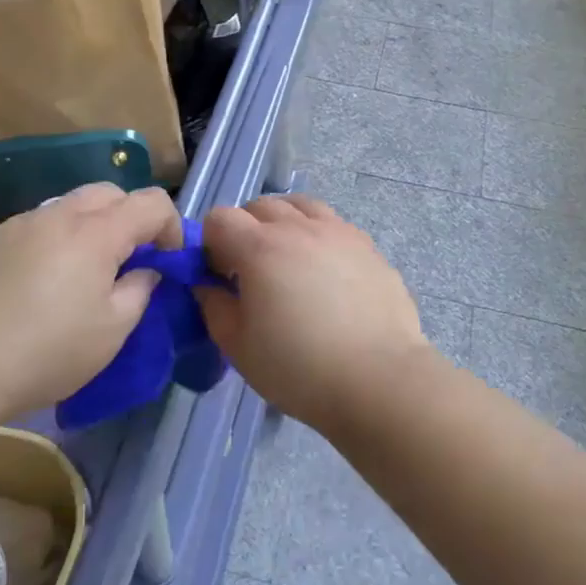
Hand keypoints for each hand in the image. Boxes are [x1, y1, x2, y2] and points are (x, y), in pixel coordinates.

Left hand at [0, 183, 179, 418]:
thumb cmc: (42, 353)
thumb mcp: (110, 333)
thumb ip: (139, 292)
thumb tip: (145, 271)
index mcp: (96, 232)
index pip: (151, 202)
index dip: (171, 225)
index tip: (168, 261)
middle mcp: (57, 215)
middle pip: (110, 192)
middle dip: (131, 217)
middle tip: (130, 261)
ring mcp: (18, 224)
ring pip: (70, 206)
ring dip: (92, 227)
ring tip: (84, 275)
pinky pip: (37, 226)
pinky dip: (55, 241)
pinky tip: (39, 285)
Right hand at [196, 194, 432, 431]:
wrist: (378, 379)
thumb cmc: (299, 368)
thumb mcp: (238, 347)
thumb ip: (214, 306)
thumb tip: (207, 284)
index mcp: (260, 247)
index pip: (219, 218)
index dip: (210, 243)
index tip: (218, 276)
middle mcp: (298, 227)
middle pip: (259, 206)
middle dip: (245, 229)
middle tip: (250, 270)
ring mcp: (338, 231)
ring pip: (300, 205)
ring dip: (283, 223)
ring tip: (287, 260)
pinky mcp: (367, 245)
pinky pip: (333, 224)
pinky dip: (317, 234)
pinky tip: (324, 271)